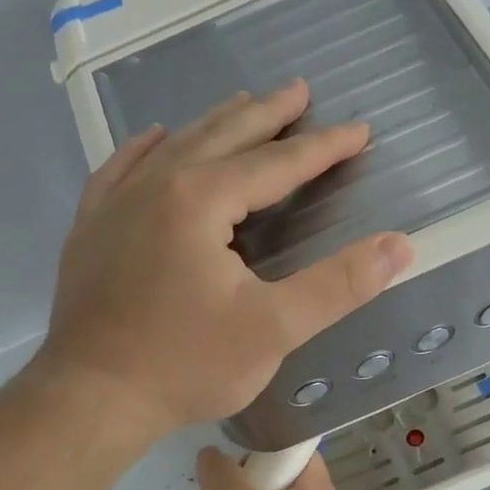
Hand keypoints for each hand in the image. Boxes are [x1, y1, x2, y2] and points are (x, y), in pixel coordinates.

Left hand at [38, 81, 412, 438]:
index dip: (323, 147)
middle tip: (299, 91)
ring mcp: (115, 204)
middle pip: (223, 136)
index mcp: (201, 200)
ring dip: (215, 124)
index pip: (277, 163)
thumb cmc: (185, 365)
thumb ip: (338, 285)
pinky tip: (155, 139)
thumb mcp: (274, 329)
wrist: (90, 398)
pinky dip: (146, 148)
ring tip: (243, 105)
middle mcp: (156, 185)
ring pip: (174, 146)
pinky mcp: (90, 229)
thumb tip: (400, 246)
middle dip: (267, 114)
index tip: (359, 131)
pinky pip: (120, 169)